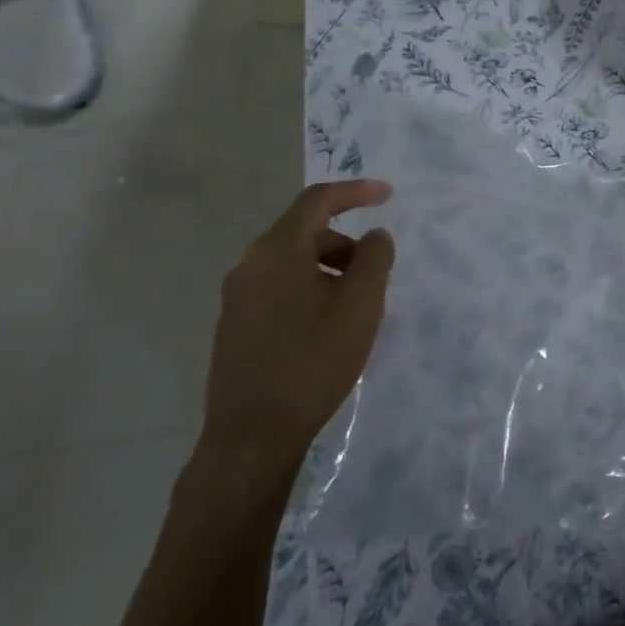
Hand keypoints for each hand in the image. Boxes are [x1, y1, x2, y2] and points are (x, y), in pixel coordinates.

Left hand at [200, 180, 395, 477]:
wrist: (253, 433)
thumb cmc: (314, 361)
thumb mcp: (360, 306)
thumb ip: (374, 260)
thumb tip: (375, 236)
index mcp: (276, 251)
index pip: (317, 201)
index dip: (356, 192)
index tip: (388, 195)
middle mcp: (249, 265)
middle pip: (304, 233)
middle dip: (346, 244)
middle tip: (376, 275)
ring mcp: (237, 297)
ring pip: (292, 264)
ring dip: (330, 270)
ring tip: (356, 309)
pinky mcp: (235, 325)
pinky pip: (280, 289)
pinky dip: (311, 291)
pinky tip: (327, 330)